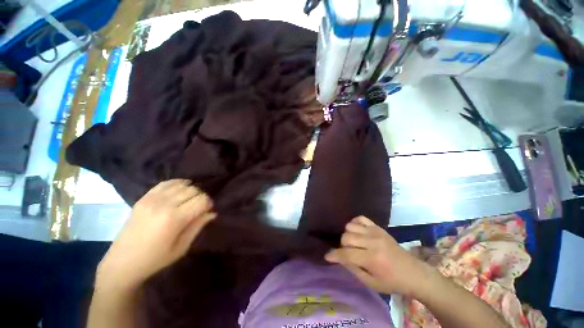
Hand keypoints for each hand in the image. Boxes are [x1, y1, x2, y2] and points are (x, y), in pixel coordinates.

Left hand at [96, 179, 215, 291]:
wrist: (122, 262)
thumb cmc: (155, 259)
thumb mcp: (182, 247)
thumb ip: (198, 226)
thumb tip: (212, 213)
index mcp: (175, 219)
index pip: (202, 200)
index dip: (209, 203)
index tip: (208, 210)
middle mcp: (164, 205)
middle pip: (193, 190)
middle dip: (201, 197)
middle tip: (199, 206)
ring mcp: (152, 199)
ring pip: (181, 185)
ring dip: (190, 190)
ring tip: (189, 200)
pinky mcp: (144, 198)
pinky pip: (165, 183)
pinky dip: (177, 183)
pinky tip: (181, 188)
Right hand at [325, 216, 435, 295]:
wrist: (414, 273)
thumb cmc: (392, 282)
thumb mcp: (371, 283)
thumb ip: (353, 269)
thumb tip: (340, 258)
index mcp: (372, 259)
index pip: (346, 254)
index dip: (334, 255)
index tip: (327, 256)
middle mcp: (372, 242)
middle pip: (346, 237)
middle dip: (342, 246)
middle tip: (347, 253)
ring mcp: (375, 232)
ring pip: (350, 226)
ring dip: (348, 235)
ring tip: (353, 243)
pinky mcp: (378, 227)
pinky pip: (360, 218)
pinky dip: (355, 223)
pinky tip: (357, 231)